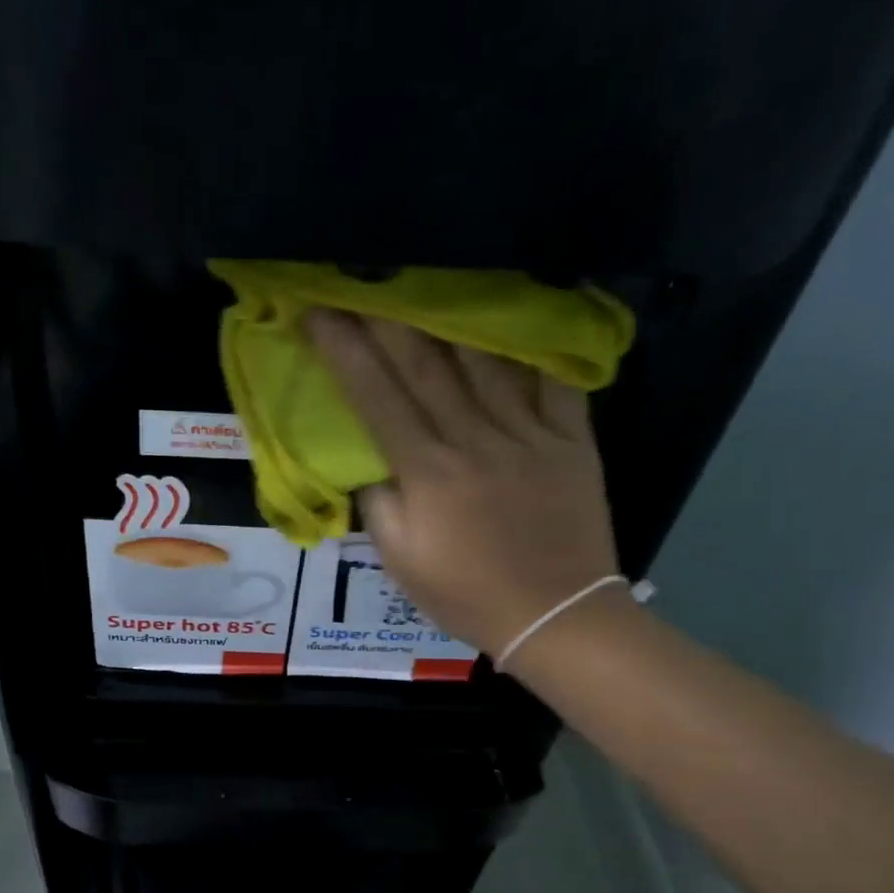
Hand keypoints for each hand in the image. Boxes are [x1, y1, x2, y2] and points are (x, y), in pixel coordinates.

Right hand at [305, 310, 619, 660]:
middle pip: (427, 365)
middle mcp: (475, 439)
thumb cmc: (466, 594)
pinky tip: (528, 306)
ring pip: (488, 361)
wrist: (556, 615)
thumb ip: (379, 505)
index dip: (345, 351)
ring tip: (434, 279)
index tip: (321, 312)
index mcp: (428, 472)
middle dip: (390, 317)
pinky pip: (556, 379)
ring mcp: (529, 434)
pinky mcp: (572, 439)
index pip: (377, 398)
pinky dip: (541, 343)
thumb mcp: (400, 561)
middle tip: (368, 276)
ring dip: (455, 315)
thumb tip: (372, 460)